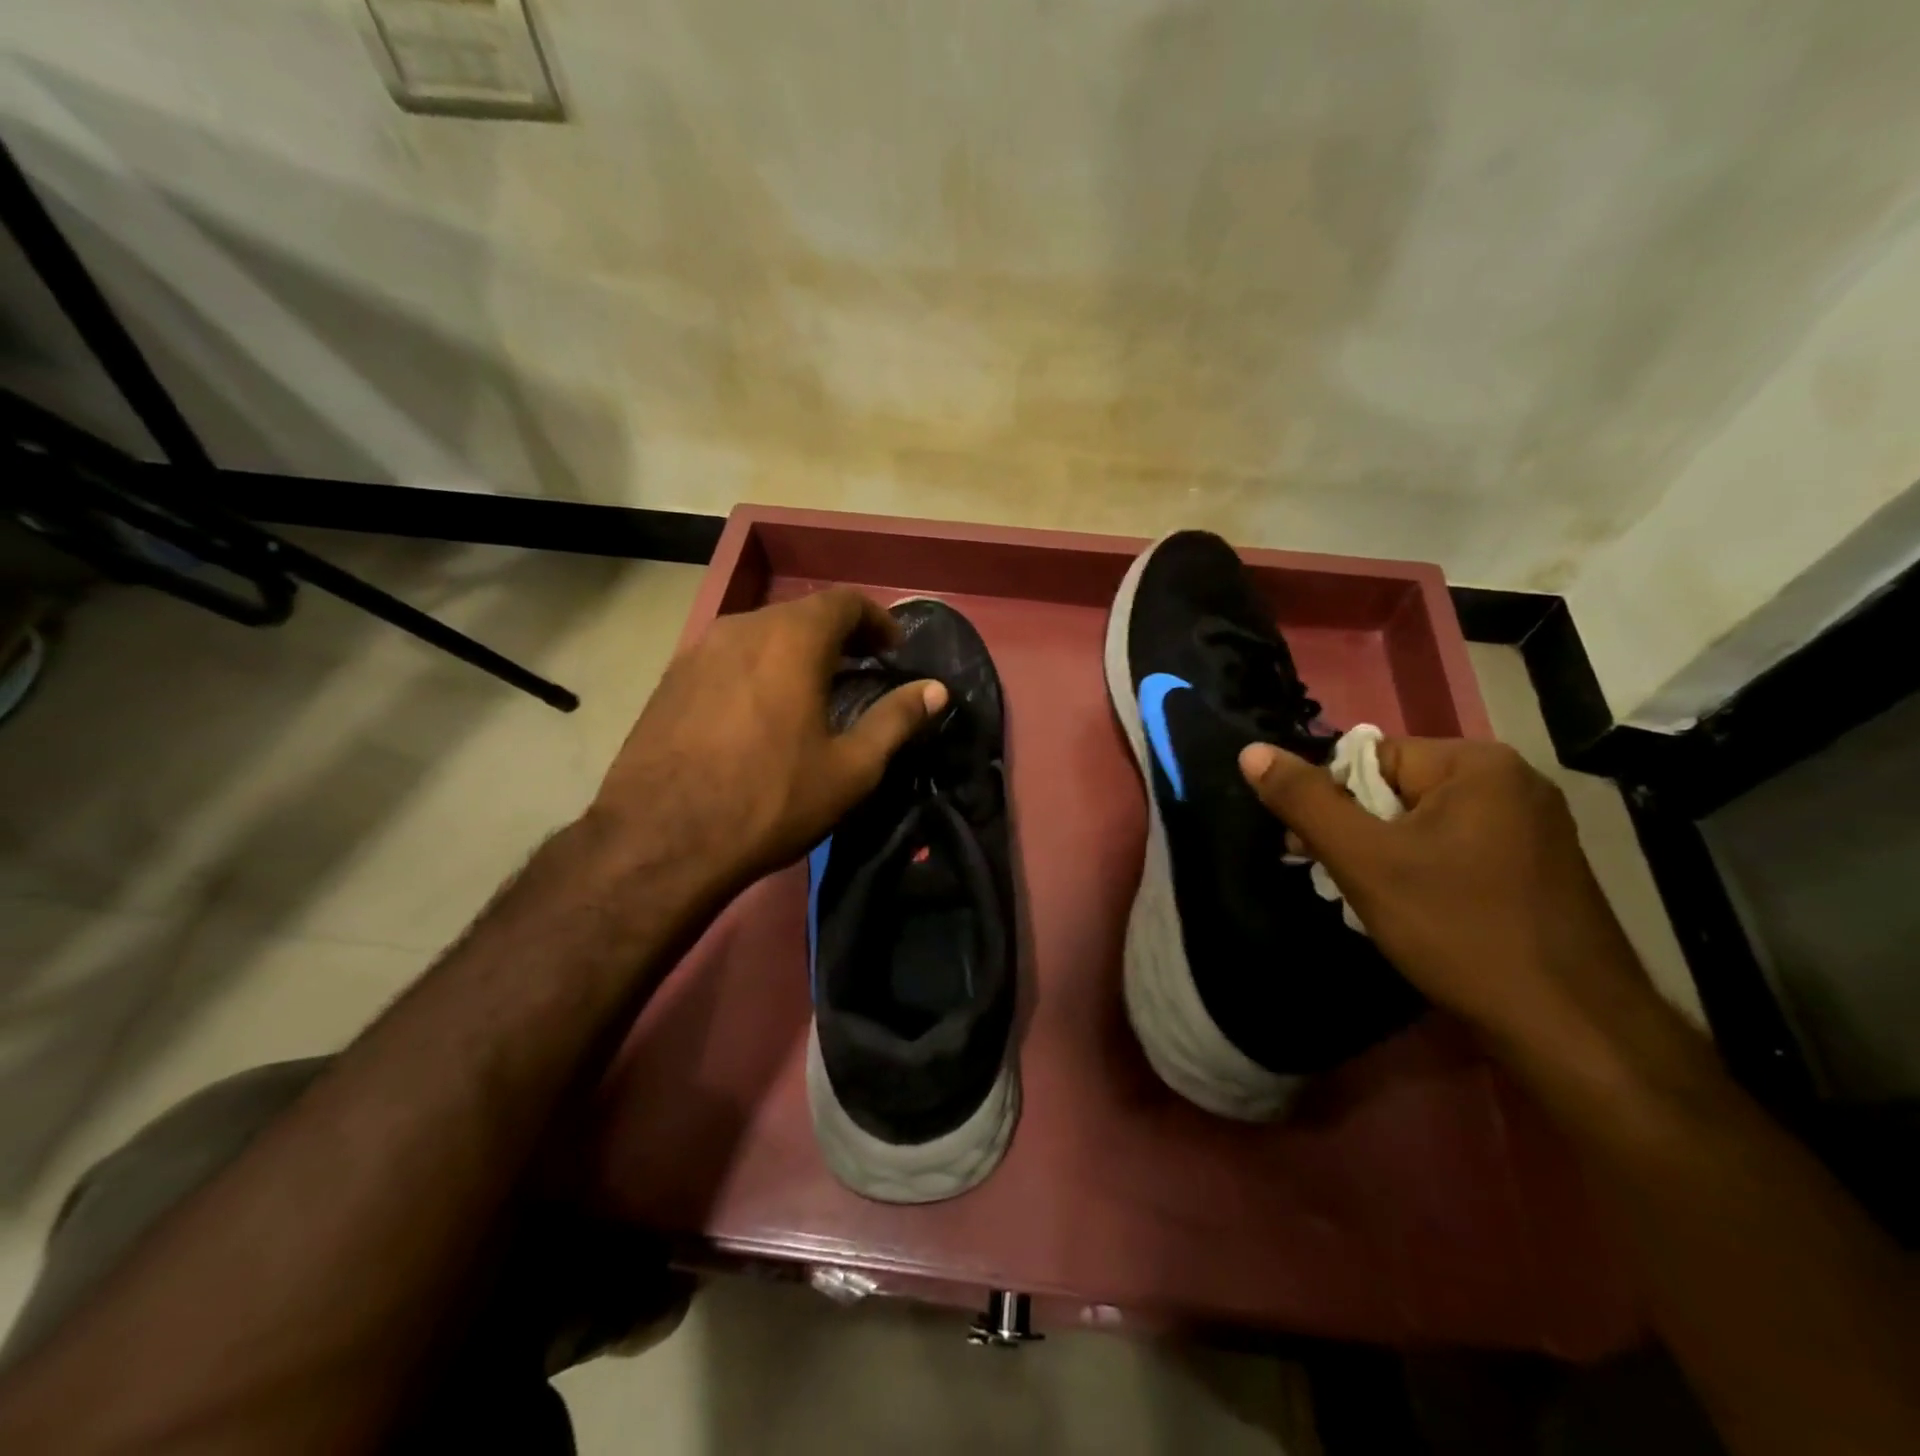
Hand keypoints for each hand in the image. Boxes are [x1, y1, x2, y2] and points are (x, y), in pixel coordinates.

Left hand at [589, 588, 946, 892]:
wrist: (660, 840)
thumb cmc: (770, 800)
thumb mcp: (850, 768)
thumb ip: (897, 719)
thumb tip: (936, 690)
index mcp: (791, 639)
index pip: (844, 601)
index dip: (877, 620)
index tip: (893, 651)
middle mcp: (741, 628)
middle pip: (801, 614)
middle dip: (838, 636)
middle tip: (860, 671)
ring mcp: (698, 651)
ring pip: (761, 634)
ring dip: (794, 652)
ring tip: (812, 692)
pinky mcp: (670, 680)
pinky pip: (728, 658)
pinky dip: (757, 669)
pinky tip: (759, 713)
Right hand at [1239, 737, 1658, 1067]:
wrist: (1573, 1031)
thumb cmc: (1460, 931)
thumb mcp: (1365, 862)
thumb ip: (1305, 802)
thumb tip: (1250, 752)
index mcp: (1476, 764)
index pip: (1370, 758)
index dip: (1335, 804)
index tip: (1320, 853)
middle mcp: (1513, 782)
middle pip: (1396, 790)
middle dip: (1359, 834)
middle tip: (1344, 883)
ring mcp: (1533, 826)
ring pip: (1423, 825)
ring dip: (1387, 858)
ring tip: (1380, 906)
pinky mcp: (1538, 868)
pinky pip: (1456, 850)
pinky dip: (1424, 874)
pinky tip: (1419, 915)